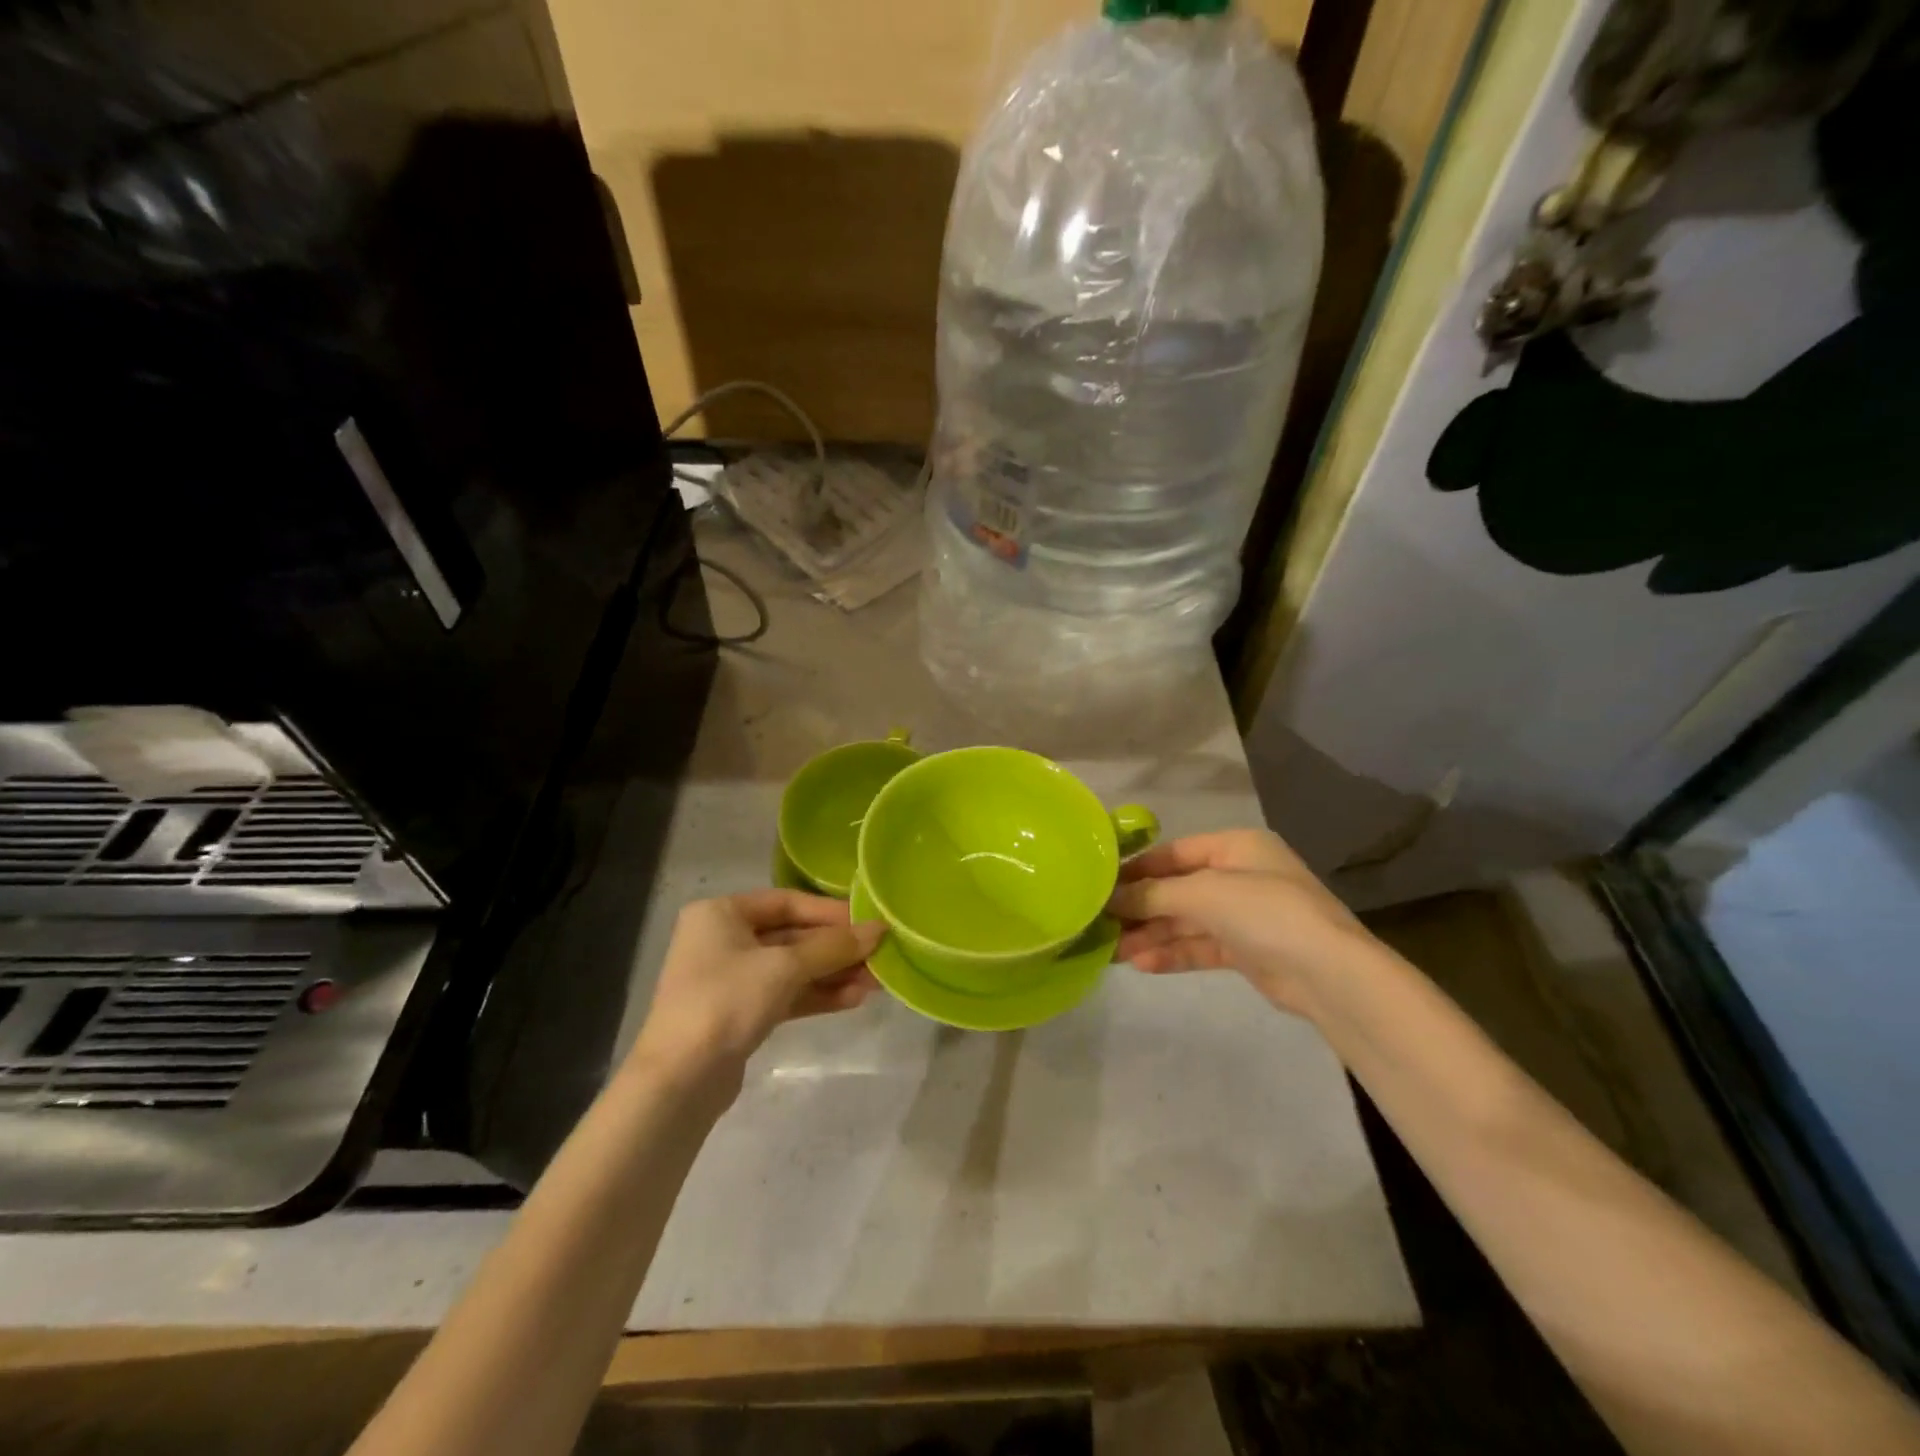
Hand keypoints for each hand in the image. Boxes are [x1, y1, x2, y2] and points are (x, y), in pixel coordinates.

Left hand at [630, 890, 884, 1090]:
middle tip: (879, 956)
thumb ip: (834, 947)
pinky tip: (853, 999)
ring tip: (875, 983)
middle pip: (792, 936)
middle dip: (836, 949)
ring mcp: (730, 978)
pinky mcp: (738, 1013)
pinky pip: (785, 994)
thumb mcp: (785, 967)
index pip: (787, 902)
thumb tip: (880, 929)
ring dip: (832, 974)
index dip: (831, 912)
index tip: (870, 922)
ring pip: (792, 968)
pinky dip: (817, 995)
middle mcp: (723, 939)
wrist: (678, 1081)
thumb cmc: (726, 1001)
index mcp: (721, 912)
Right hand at [1108, 829, 1373, 1016]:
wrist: (1329, 974)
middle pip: (1178, 888)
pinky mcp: (1246, 951)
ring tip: (1112, 951)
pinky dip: (1172, 953)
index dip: (1137, 868)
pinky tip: (1141, 964)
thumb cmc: (1265, 912)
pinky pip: (1200, 946)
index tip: (1101, 885)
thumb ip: (1153, 894)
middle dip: (1141, 907)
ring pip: (1186, 920)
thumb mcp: (1203, 893)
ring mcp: (1244, 915)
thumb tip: (1109, 897)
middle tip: (1100, 922)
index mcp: (1236, 847)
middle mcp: (1240, 875)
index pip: (1174, 853)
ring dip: (1151, 934)